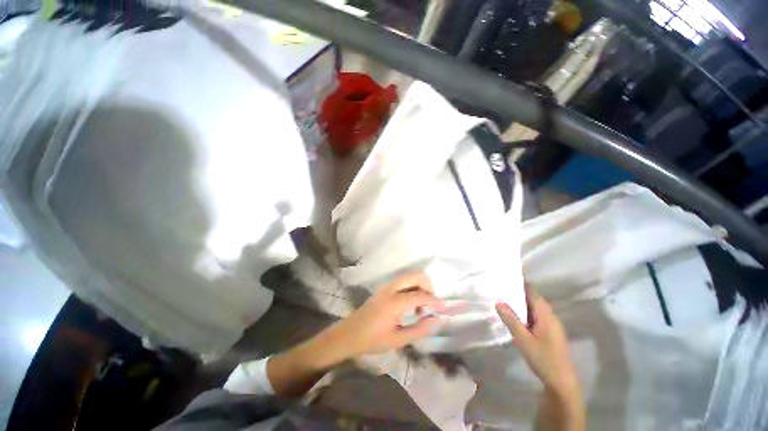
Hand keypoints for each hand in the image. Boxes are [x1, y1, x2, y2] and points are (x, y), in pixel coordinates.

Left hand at [324, 272, 445, 360]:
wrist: (349, 334)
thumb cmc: (372, 340)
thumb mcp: (397, 340)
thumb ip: (419, 330)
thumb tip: (438, 320)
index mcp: (394, 302)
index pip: (421, 296)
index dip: (435, 301)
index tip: (445, 309)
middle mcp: (391, 288)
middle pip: (416, 275)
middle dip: (429, 286)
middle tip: (432, 305)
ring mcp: (387, 286)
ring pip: (410, 277)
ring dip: (421, 287)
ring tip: (421, 308)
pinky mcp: (385, 288)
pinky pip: (404, 282)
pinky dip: (413, 288)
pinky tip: (412, 305)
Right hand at [496, 288, 577, 395]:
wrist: (561, 382)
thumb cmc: (543, 359)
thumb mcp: (523, 339)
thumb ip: (511, 320)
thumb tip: (499, 302)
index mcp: (546, 315)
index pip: (532, 292)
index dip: (520, 284)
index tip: (505, 278)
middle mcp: (550, 317)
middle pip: (534, 299)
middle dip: (518, 293)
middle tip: (500, 289)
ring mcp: (552, 325)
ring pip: (535, 308)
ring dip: (521, 303)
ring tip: (504, 300)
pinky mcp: (550, 333)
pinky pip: (536, 316)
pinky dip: (525, 313)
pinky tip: (515, 317)